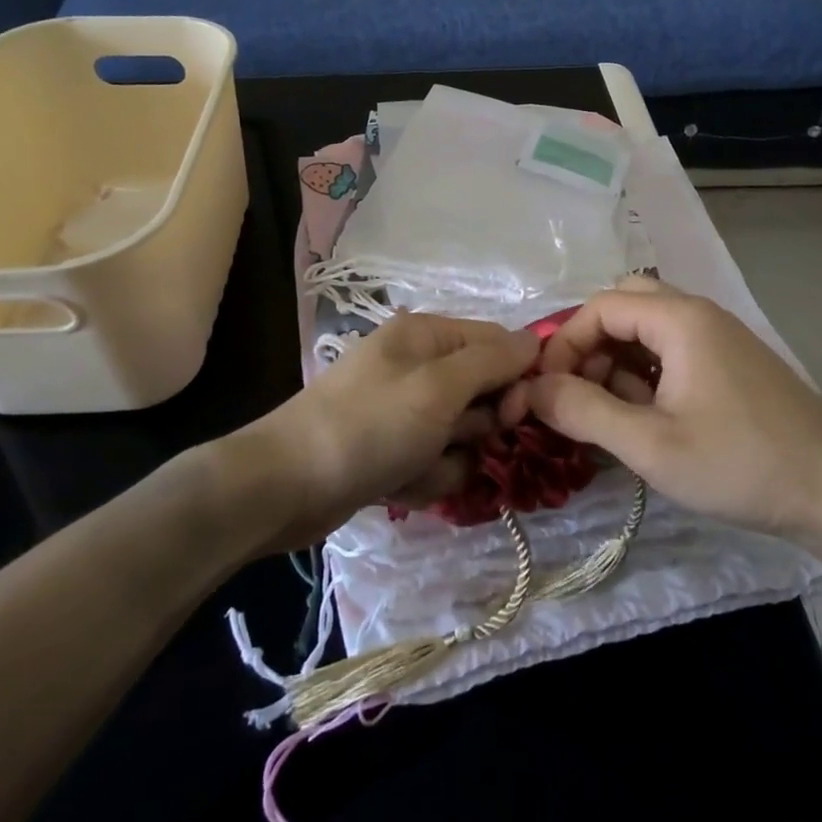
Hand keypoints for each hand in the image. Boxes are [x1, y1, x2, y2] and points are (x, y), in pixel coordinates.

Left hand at [226, 312, 538, 551]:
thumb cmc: (370, 426)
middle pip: (482, 393)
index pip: (497, 343)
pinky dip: (423, 478)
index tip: (513, 415)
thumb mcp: (439, 388)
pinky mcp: (391, 448)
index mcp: (426, 335)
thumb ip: (492, 362)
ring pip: (461, 435)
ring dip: (447, 460)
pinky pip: (433, 461)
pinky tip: (397, 486)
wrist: (285, 487)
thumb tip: (536, 341)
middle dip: (474, 428)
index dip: (513, 378)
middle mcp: (417, 365)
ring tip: (413, 468)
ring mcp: (402, 409)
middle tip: (452, 440)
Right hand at [498, 277, 821, 543]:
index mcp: (680, 319)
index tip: (547, 391)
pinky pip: (673, 352)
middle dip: (591, 345)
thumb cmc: (740, 464)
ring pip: (649, 330)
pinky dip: (646, 374)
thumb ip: (584, 411)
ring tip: (609, 414)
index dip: (564, 343)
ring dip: (617, 360)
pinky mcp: (732, 365)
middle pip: (625, 306)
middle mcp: (700, 315)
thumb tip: (532, 389)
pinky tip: (646, 418)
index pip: (600, 307)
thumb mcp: (651, 445)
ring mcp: (720, 339)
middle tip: (579, 393)